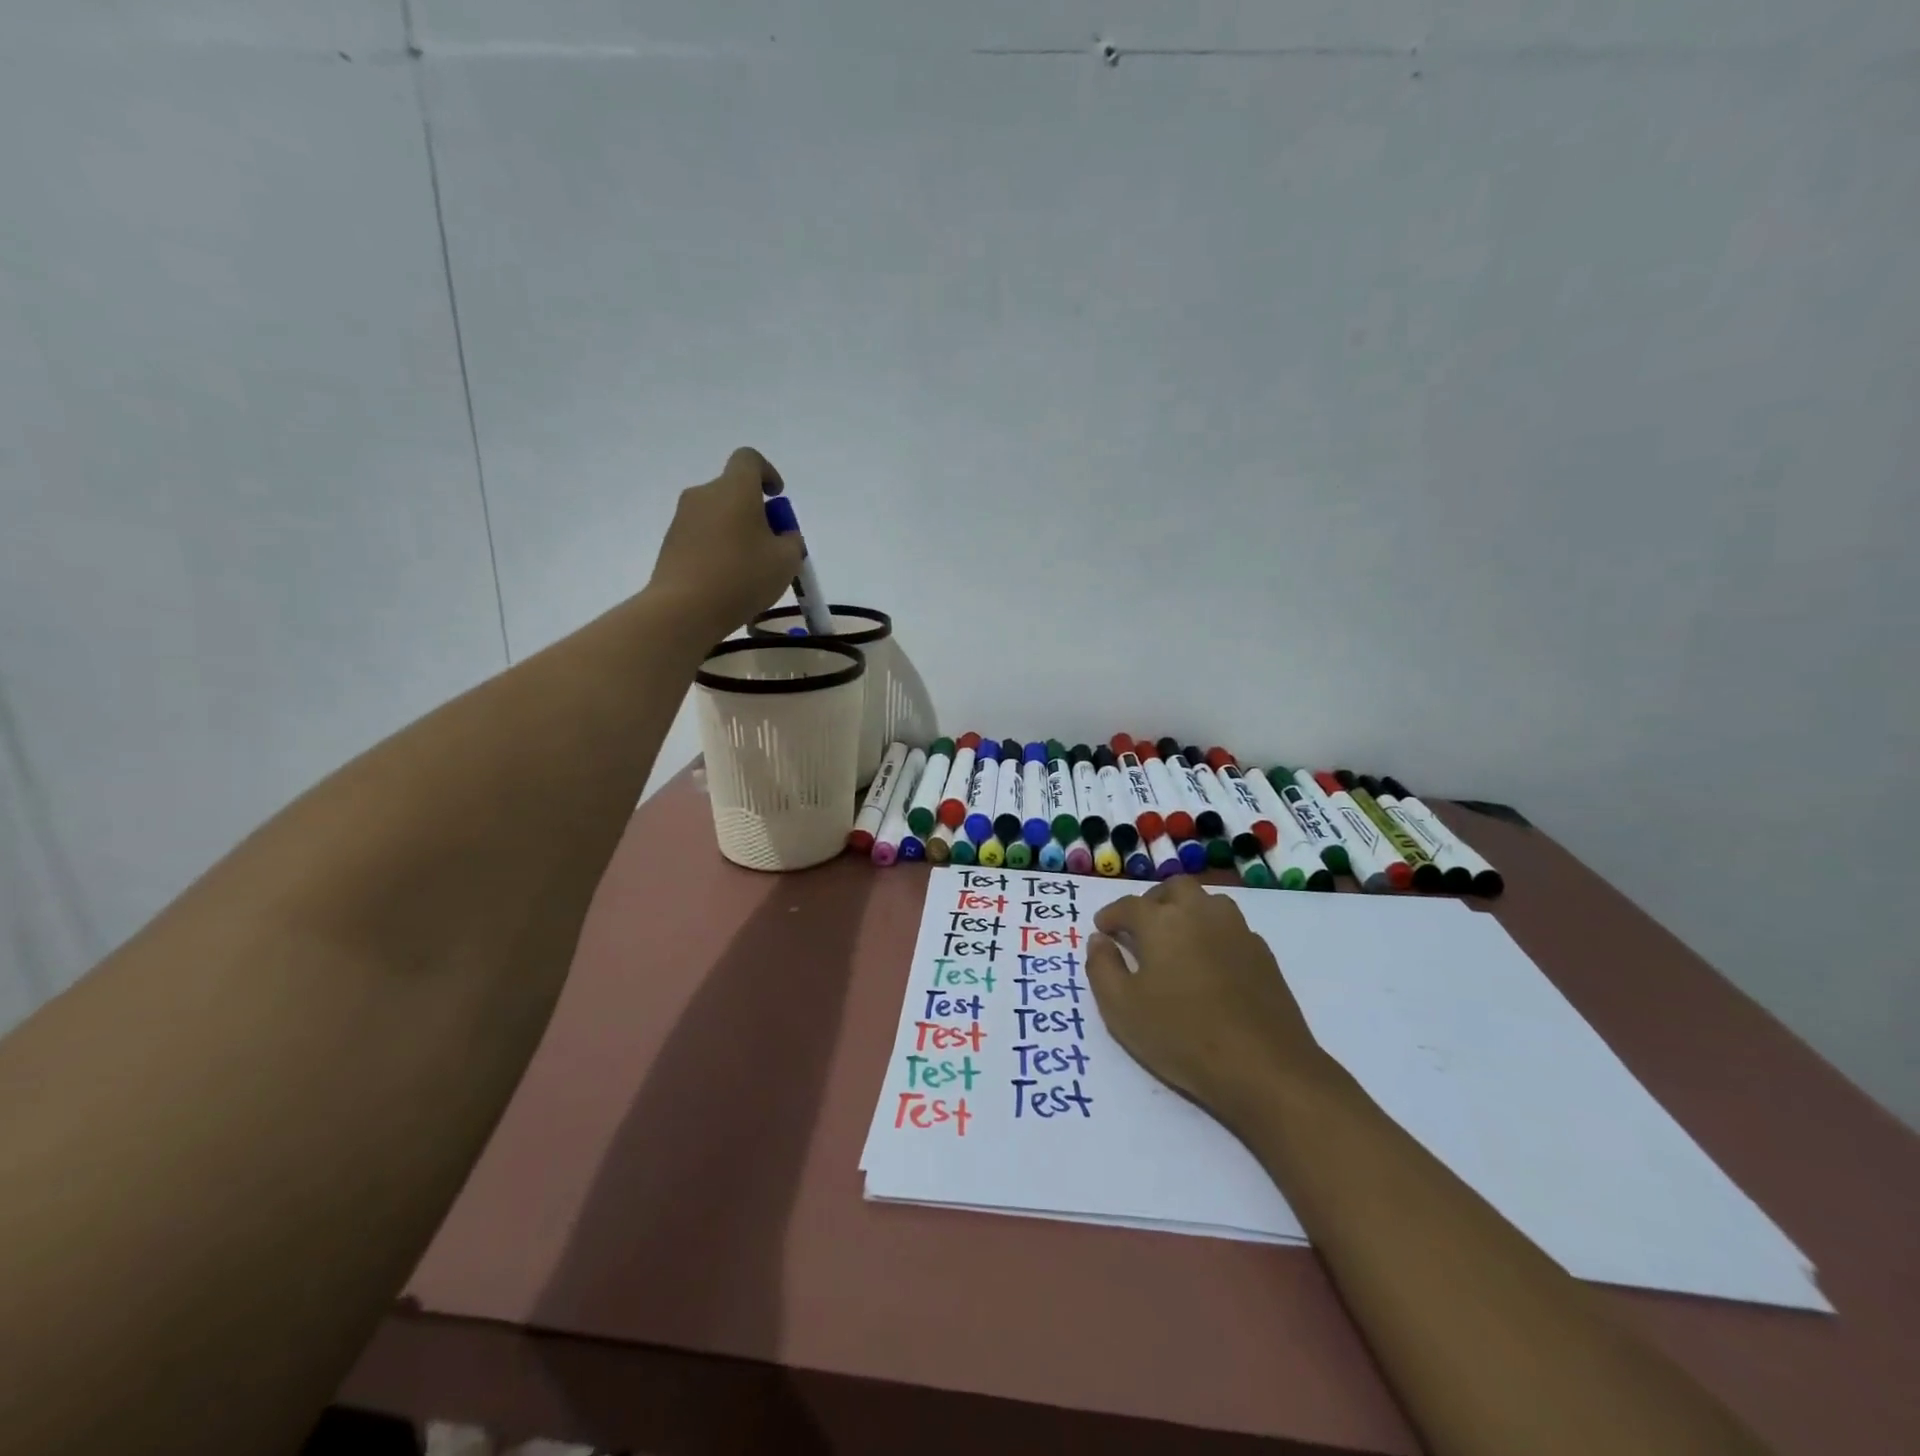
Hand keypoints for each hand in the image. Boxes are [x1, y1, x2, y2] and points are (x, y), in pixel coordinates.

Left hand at [647, 447, 805, 637]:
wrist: (684, 608)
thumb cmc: (742, 577)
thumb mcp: (786, 561)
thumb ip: (791, 542)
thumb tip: (782, 536)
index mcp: (735, 489)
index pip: (749, 459)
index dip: (767, 473)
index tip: (777, 497)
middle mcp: (704, 494)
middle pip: (734, 491)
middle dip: (755, 512)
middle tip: (772, 545)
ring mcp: (683, 519)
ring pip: (718, 515)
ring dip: (737, 532)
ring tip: (751, 569)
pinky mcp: (671, 543)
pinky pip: (703, 537)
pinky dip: (719, 549)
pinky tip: (728, 580)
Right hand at [1085, 877, 1327, 1128]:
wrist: (1264, 1067)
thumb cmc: (1182, 1035)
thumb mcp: (1121, 1008)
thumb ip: (1102, 967)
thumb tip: (1099, 940)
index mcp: (1161, 921)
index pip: (1128, 905)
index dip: (1111, 916)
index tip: (1102, 930)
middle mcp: (1200, 913)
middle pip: (1174, 888)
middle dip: (1152, 901)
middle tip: (1140, 927)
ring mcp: (1236, 930)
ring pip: (1207, 902)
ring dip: (1186, 911)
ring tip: (1175, 940)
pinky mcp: (1262, 953)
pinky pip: (1230, 928)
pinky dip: (1212, 934)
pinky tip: (1208, 964)